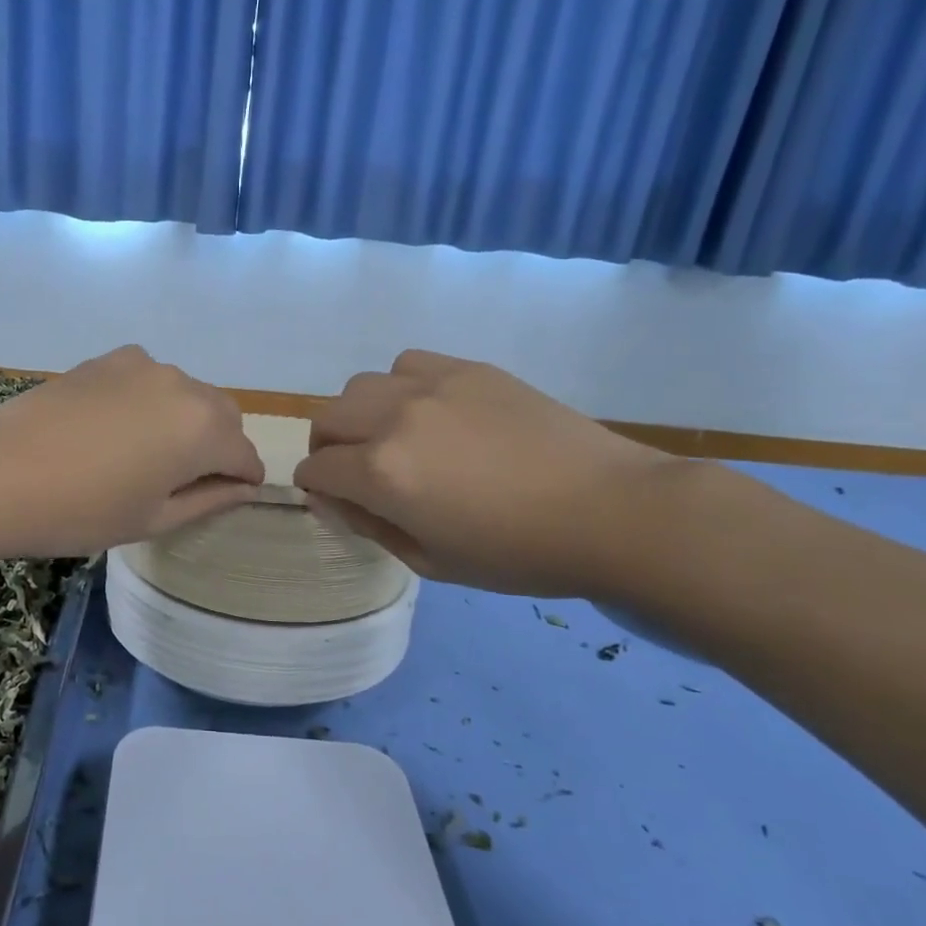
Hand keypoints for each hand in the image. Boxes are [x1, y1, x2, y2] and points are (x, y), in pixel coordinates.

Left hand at [0, 346, 264, 558]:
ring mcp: (143, 365)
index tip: (226, 497)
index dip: (242, 480)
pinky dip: (151, 400)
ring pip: (187, 393)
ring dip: (185, 420)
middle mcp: (183, 386)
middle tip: (184, 480)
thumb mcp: (153, 518)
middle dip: (219, 445)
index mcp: (203, 430)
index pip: (245, 455)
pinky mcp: (108, 358)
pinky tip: (116, 427)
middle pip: (223, 415)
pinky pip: (150, 379)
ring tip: (144, 454)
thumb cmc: (80, 511)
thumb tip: (244, 487)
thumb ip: (210, 499)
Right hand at [292, 350, 682, 596]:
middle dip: (327, 448)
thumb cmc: (517, 553)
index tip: (333, 500)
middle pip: (327, 418)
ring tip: (390, 437)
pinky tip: (429, 411)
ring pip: (361, 386)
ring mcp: (432, 386)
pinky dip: (400, 387)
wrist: (609, 511)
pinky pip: (407, 365)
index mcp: (382, 473)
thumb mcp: (431, 561)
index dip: (316, 488)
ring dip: (360, 414)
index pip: (317, 469)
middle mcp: (394, 419)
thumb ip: (369, 526)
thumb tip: (330, 499)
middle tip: (352, 471)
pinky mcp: (468, 369)